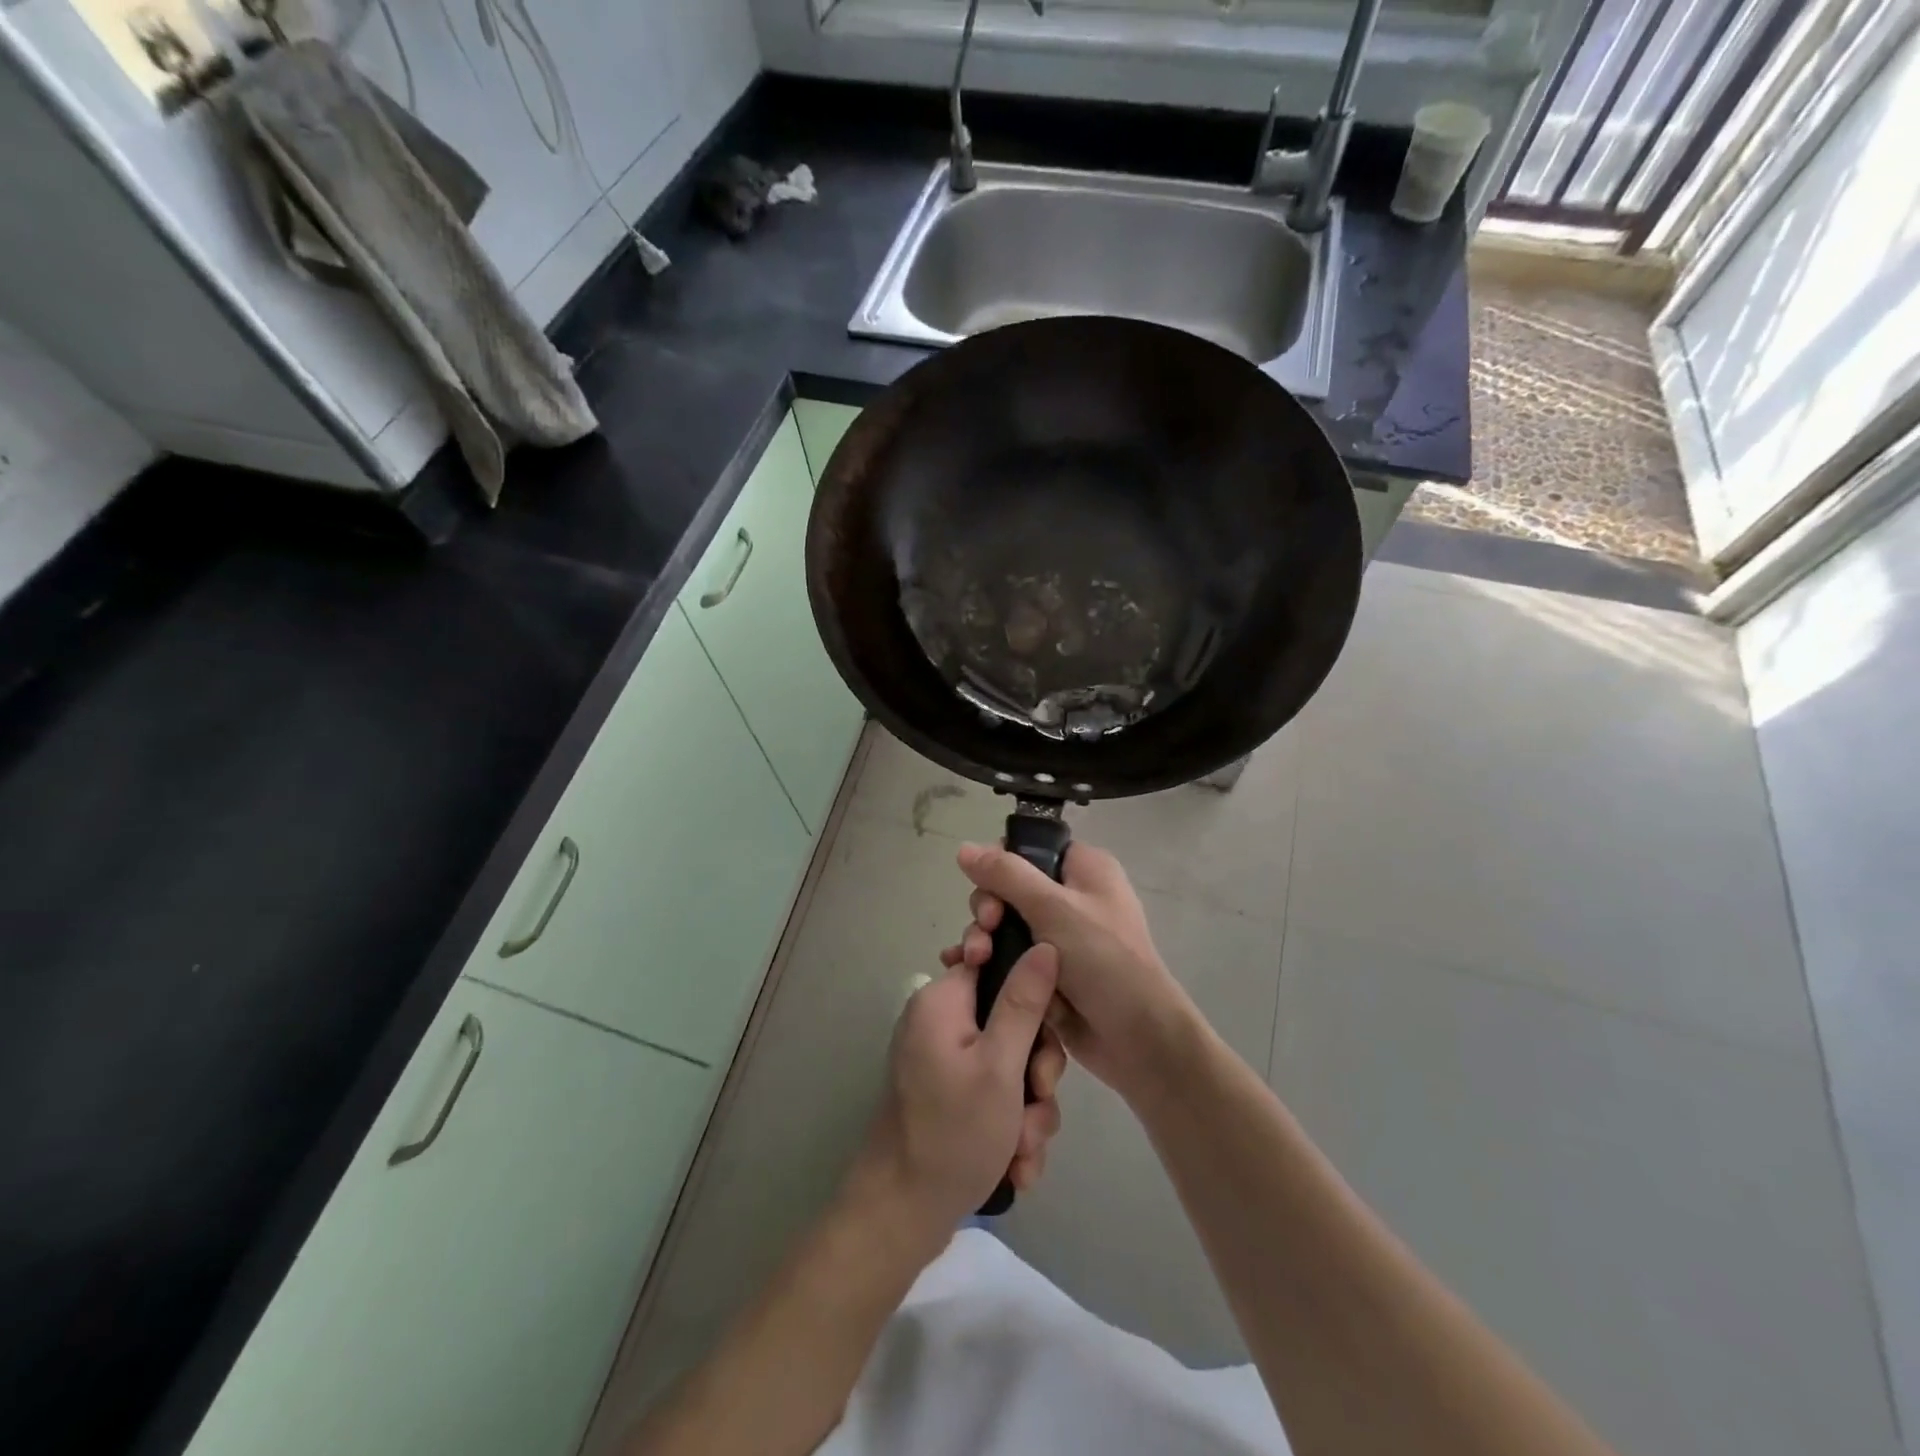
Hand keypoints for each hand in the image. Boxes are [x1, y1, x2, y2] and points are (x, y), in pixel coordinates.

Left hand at [850, 946, 1068, 1239]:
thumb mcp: (1000, 1065)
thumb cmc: (953, 1133)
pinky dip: (1010, 1126)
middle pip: (1012, 1021)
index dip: (1031, 992)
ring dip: (1028, 1109)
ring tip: (1023, 1150)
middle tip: (1037, 1101)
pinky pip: (996, 1094)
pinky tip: (1015, 1165)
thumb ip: (1024, 1002)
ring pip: (1011, 1065)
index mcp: (943, 1001)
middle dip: (1035, 1071)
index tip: (1044, 1031)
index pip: (997, 963)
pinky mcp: (950, 1095)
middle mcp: (941, 1023)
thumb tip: (1045, 944)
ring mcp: (945, 1061)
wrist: (902, 1216)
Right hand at [943, 841, 1191, 1100]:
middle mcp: (1071, 897)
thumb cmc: (1102, 959)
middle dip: (988, 908)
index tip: (988, 887)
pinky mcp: (1047, 972)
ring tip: (975, 961)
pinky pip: (1008, 957)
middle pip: (1009, 888)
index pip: (1030, 849)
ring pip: (1004, 925)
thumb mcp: (1052, 907)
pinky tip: (962, 970)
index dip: (1001, 864)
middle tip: (986, 927)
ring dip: (983, 939)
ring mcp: (1059, 937)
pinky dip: (988, 962)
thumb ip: (1006, 875)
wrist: (1136, 1037)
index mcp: (1084, 870)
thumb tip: (964, 847)